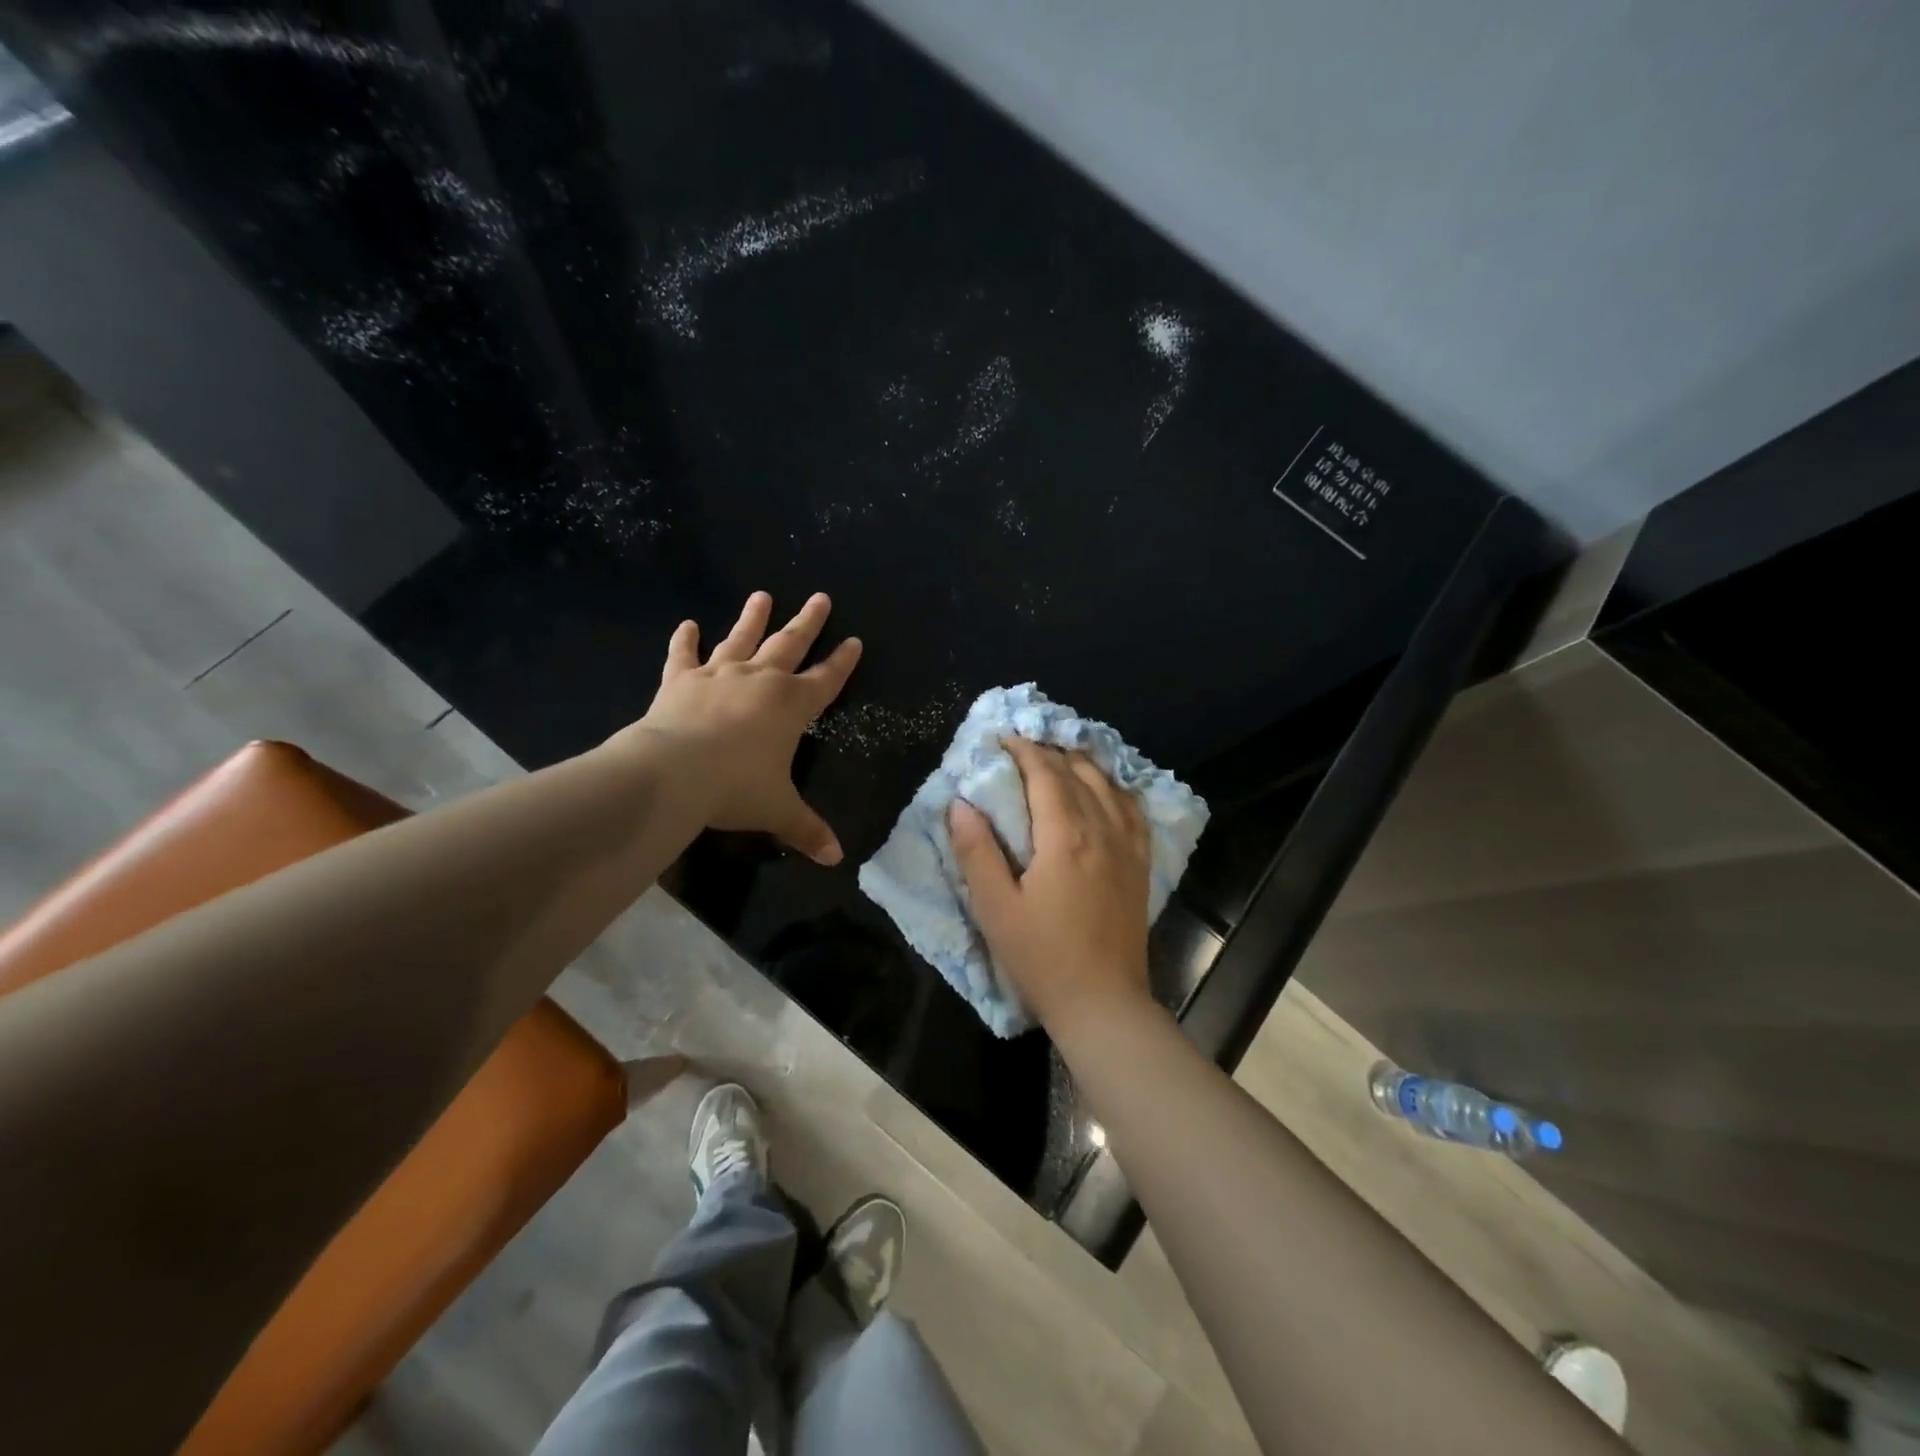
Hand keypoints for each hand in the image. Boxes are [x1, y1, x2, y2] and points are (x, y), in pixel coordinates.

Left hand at [615, 591, 860, 863]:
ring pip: (742, 639)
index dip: (843, 662)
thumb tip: (836, 859)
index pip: (827, 680)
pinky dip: (685, 641)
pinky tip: (688, 625)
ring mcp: (718, 675)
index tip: (855, 641)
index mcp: (791, 705)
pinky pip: (684, 656)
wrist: (675, 773)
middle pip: (790, 644)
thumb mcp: (778, 811)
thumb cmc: (736, 789)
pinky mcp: (681, 681)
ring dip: (753, 618)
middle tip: (820, 597)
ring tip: (762, 595)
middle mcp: (760, 681)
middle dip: (808, 622)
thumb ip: (808, 830)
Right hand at [948, 738, 1152, 1031]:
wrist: (1103, 1003)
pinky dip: (1115, 789)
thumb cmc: (1042, 957)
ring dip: (1082, 764)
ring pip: (1109, 786)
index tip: (1002, 739)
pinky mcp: (1141, 865)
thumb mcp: (995, 909)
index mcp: (1066, 836)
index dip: (1023, 751)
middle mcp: (1102, 830)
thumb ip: (977, 852)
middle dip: (1049, 752)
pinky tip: (1106, 791)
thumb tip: (961, 804)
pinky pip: (1133, 811)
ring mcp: (1128, 847)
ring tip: (1060, 758)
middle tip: (1023, 746)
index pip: (1046, 775)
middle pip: (1078, 773)